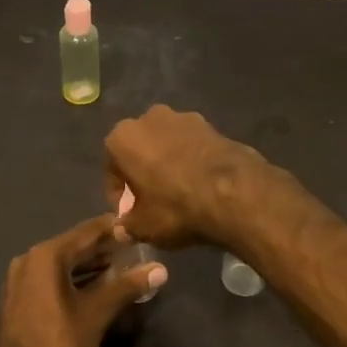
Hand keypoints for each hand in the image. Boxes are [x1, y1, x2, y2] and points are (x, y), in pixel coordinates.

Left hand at [0, 215, 166, 346]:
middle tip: (135, 248)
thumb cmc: (58, 342)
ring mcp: (21, 279)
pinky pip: (51, 278)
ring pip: (62, 263)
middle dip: (104, 248)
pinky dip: (74, 278)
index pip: (88, 230)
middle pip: (74, 245)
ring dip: (90, 265)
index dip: (115, 227)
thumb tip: (160, 269)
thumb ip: (127, 286)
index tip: (138, 226)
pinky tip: (96, 286)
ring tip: (121, 266)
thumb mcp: (97, 313)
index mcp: (47, 255)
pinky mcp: (20, 297)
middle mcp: (30, 259)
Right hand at [104, 105, 266, 247]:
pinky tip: (201, 185)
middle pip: (140, 151)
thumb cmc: (176, 207)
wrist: (234, 193)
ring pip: (167, 146)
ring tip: (180, 194)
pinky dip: (192, 162)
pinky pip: (192, 146)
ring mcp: (184, 117)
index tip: (130, 215)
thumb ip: (127, 225)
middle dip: (143, 174)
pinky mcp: (213, 125)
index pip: (112, 170)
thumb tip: (123, 228)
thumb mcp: (143, 226)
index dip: (120, 196)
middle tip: (153, 203)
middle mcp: (150, 118)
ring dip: (168, 165)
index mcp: (123, 137)